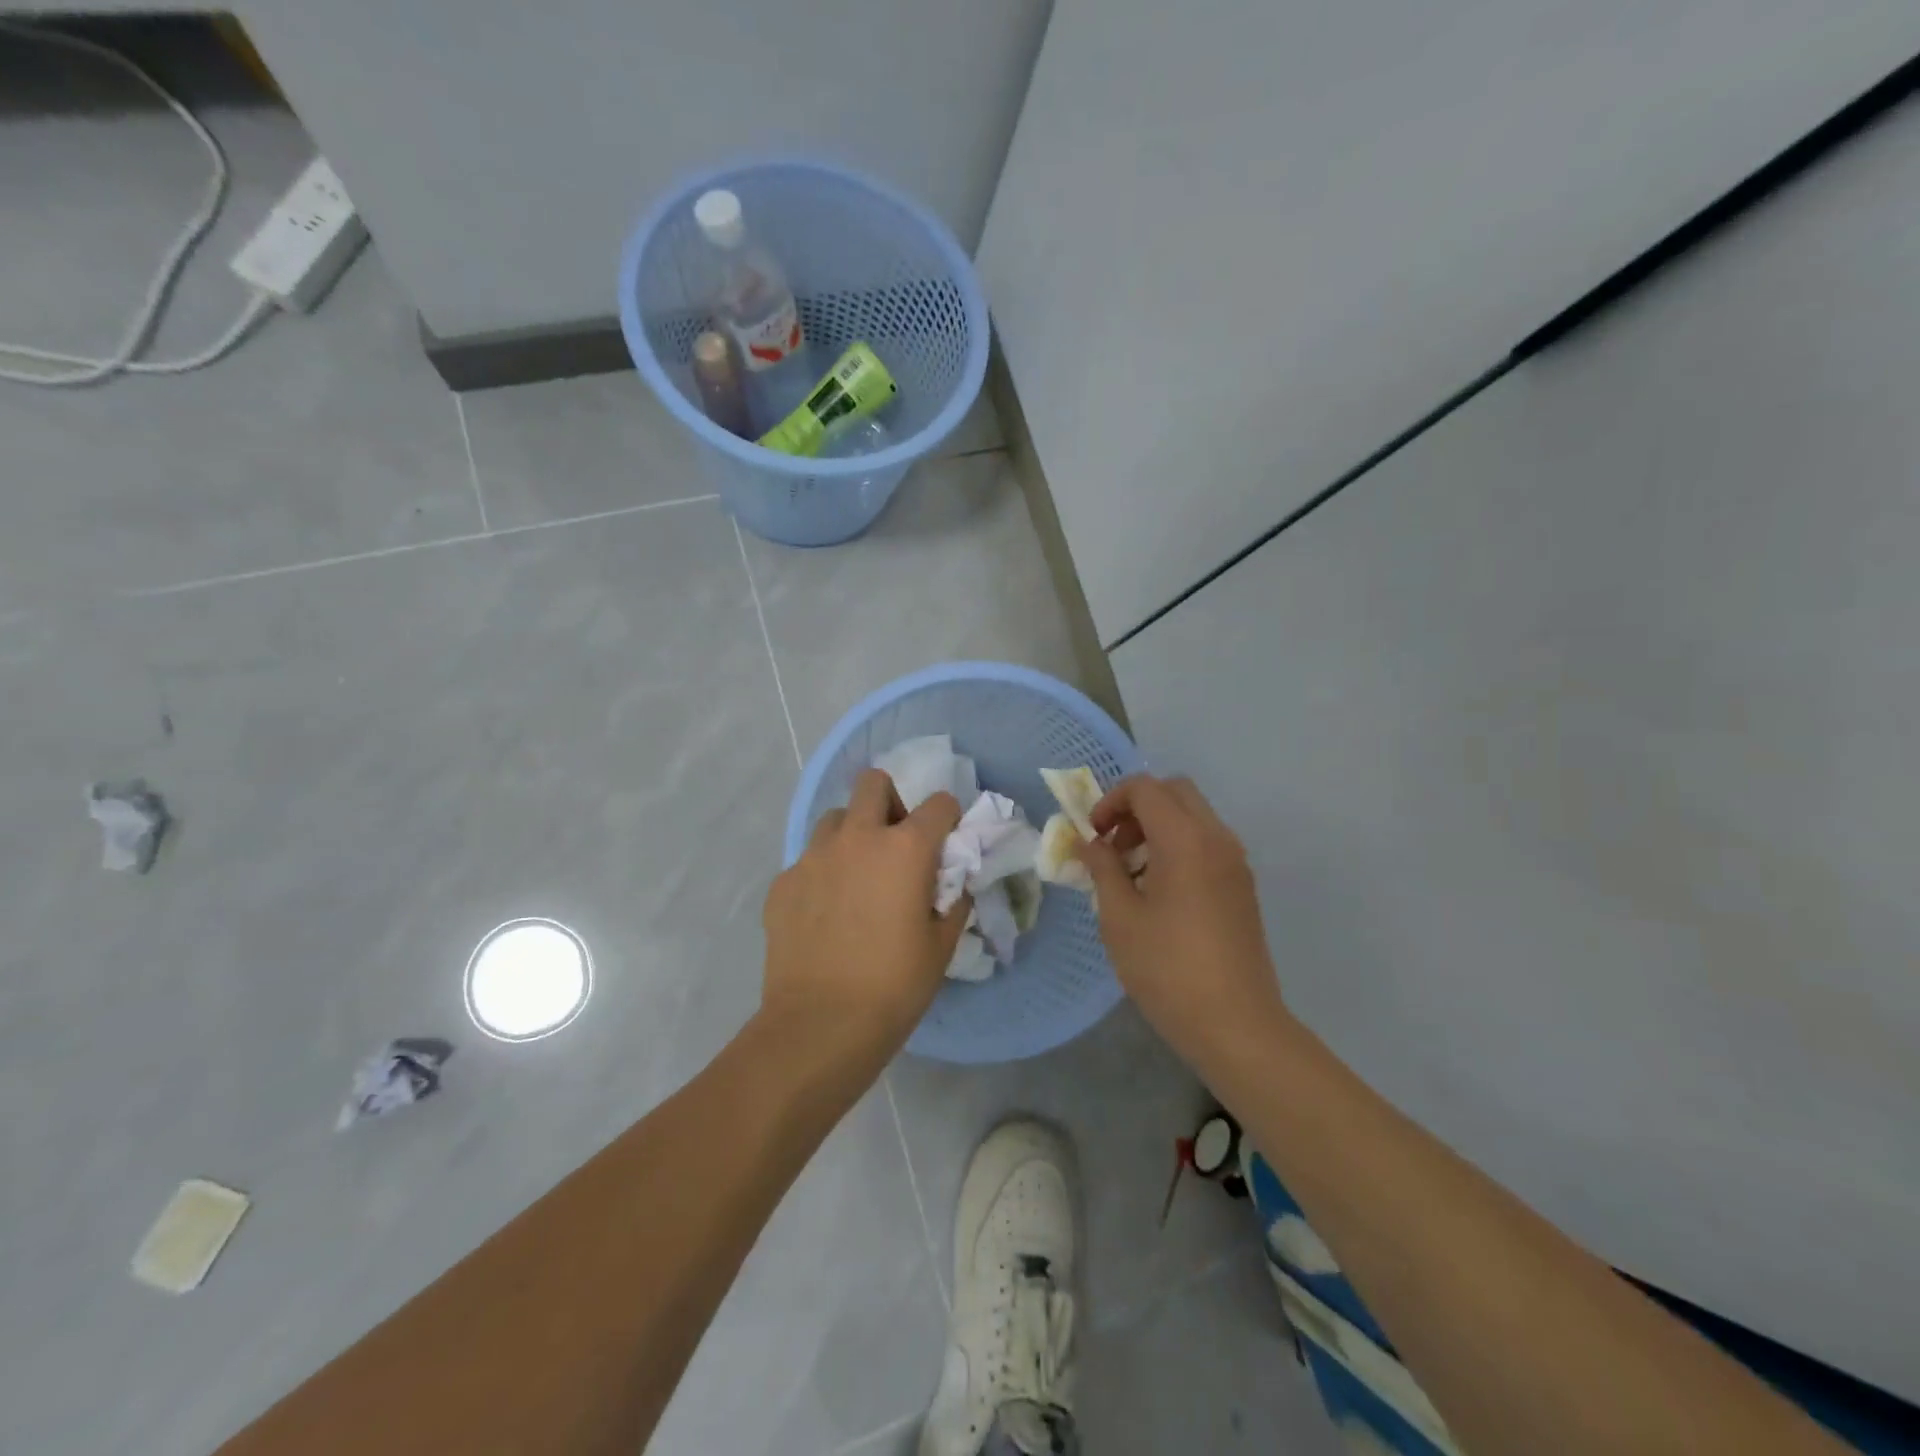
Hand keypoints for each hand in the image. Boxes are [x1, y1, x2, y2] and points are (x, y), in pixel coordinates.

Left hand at [761, 768, 968, 1060]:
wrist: (821, 1025)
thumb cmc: (894, 986)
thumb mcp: (941, 945)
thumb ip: (954, 902)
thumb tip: (954, 886)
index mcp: (905, 849)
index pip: (938, 804)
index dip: (948, 818)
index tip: (946, 841)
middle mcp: (858, 838)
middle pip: (873, 783)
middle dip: (891, 800)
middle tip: (895, 841)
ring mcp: (813, 857)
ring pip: (835, 818)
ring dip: (852, 833)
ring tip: (857, 875)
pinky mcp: (783, 882)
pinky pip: (808, 860)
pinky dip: (823, 872)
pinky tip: (826, 911)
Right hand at [1077, 774, 1288, 1069]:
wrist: (1236, 1024)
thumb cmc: (1168, 969)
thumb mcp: (1120, 917)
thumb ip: (1102, 869)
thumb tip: (1090, 843)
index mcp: (1185, 839)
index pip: (1145, 788)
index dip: (1111, 801)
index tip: (1094, 836)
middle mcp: (1217, 838)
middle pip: (1175, 791)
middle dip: (1137, 806)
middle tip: (1113, 844)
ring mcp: (1235, 862)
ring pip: (1194, 816)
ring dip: (1158, 826)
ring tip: (1131, 871)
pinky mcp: (1242, 885)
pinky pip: (1207, 842)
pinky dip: (1178, 845)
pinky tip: (1159, 891)